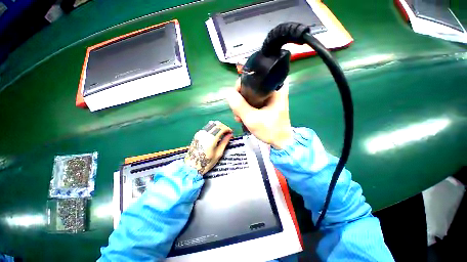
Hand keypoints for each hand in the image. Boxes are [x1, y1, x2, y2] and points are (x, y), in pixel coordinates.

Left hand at [185, 121, 232, 174]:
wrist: (192, 166)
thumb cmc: (207, 162)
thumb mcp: (218, 153)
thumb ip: (225, 142)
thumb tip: (230, 135)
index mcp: (211, 139)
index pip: (221, 128)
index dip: (228, 129)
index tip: (231, 132)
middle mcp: (205, 133)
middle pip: (217, 124)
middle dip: (224, 126)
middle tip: (227, 132)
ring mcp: (200, 133)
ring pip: (211, 123)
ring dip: (218, 126)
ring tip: (222, 132)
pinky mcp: (197, 134)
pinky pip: (207, 127)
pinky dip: (213, 127)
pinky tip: (215, 133)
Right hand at [227, 78, 292, 149]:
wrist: (281, 142)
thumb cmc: (270, 130)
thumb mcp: (252, 119)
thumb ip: (239, 106)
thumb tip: (228, 93)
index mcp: (275, 88)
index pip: (253, 79)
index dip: (240, 88)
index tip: (234, 99)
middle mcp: (274, 89)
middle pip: (250, 88)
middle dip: (240, 101)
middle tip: (237, 113)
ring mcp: (271, 97)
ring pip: (251, 96)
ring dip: (242, 107)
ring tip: (239, 118)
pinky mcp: (269, 104)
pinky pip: (254, 102)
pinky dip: (247, 109)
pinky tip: (243, 118)